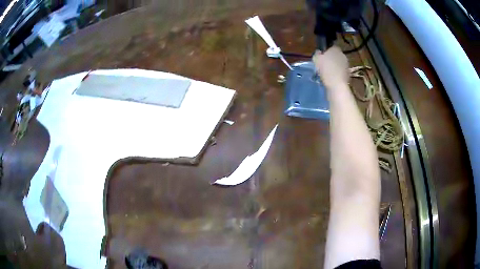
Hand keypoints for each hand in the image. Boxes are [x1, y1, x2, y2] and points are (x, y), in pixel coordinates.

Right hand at [313, 46, 348, 88]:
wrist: (337, 84)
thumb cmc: (326, 69)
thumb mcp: (316, 59)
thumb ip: (317, 54)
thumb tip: (319, 52)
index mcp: (335, 49)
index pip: (332, 47)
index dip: (327, 51)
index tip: (322, 56)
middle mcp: (343, 55)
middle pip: (336, 55)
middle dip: (332, 59)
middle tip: (324, 65)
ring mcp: (347, 65)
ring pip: (339, 63)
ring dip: (335, 66)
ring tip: (328, 72)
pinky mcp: (348, 73)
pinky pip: (341, 71)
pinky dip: (338, 73)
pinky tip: (332, 78)